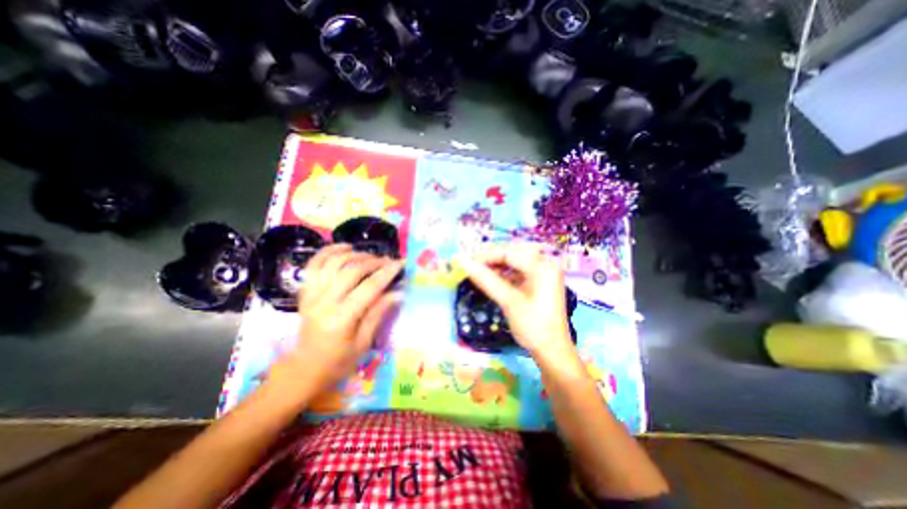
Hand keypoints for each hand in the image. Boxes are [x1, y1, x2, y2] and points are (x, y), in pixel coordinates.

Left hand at [266, 244, 398, 396]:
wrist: (304, 369)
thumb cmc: (338, 361)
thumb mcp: (364, 342)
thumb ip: (379, 313)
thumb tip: (398, 292)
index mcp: (341, 319)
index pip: (369, 287)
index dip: (387, 273)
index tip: (401, 263)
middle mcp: (324, 302)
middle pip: (351, 271)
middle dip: (373, 262)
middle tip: (388, 261)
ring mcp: (311, 295)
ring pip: (333, 263)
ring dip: (354, 254)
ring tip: (369, 255)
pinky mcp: (305, 292)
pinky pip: (314, 265)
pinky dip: (328, 252)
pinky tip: (344, 248)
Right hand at [461, 245, 581, 362]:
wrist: (551, 351)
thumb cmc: (533, 326)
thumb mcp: (508, 301)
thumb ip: (485, 279)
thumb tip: (462, 262)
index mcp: (543, 266)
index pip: (509, 253)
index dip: (485, 256)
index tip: (466, 262)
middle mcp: (545, 264)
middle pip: (512, 254)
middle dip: (491, 260)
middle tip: (471, 266)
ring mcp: (543, 272)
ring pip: (514, 262)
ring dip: (496, 266)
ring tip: (478, 273)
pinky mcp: (539, 281)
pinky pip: (518, 271)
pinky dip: (504, 274)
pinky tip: (492, 279)